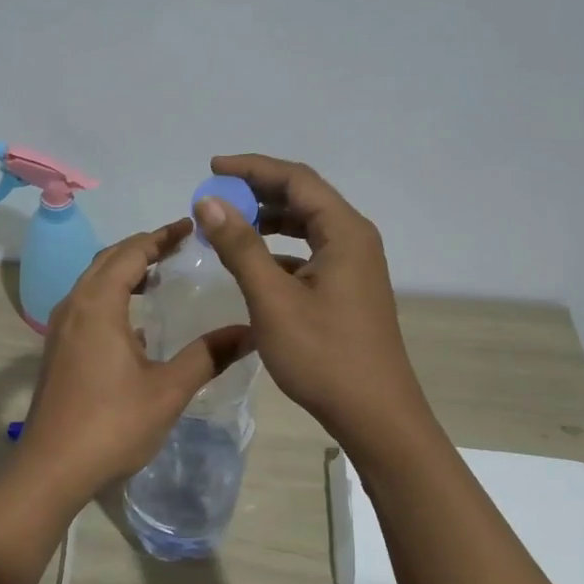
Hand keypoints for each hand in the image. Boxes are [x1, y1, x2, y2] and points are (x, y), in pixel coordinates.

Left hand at [20, 221, 255, 499]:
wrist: (51, 469)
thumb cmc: (111, 425)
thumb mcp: (168, 390)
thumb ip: (208, 355)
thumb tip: (250, 331)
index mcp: (98, 305)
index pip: (131, 252)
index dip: (160, 236)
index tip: (190, 227)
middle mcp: (74, 306)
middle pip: (108, 260)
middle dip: (142, 247)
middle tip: (179, 246)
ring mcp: (61, 329)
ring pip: (93, 282)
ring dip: (124, 271)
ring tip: (159, 276)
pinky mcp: (57, 349)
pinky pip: (86, 305)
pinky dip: (111, 296)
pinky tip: (136, 322)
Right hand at [192, 154, 425, 443]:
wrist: (375, 415)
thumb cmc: (324, 355)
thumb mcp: (273, 299)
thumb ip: (240, 247)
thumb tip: (208, 202)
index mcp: (344, 232)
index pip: (296, 179)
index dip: (252, 168)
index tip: (212, 168)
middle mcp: (354, 239)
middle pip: (303, 197)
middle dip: (257, 192)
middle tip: (215, 197)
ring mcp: (354, 266)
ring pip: (306, 226)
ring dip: (267, 220)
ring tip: (227, 226)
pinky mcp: (347, 289)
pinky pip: (309, 253)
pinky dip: (278, 249)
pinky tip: (252, 265)